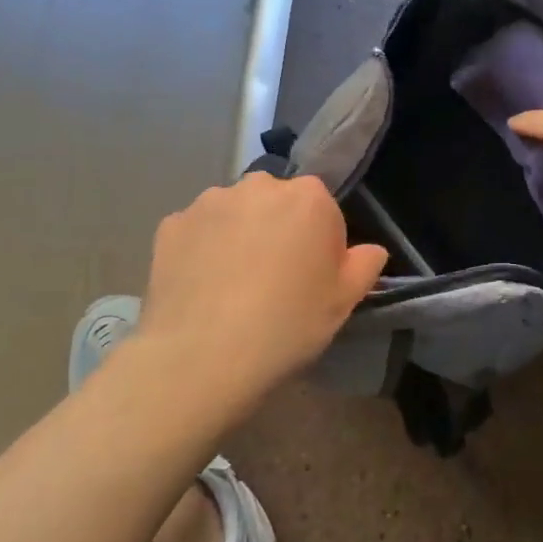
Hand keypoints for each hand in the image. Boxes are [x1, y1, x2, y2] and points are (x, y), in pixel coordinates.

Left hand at [137, 173, 387, 415]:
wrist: (201, 355)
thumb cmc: (287, 325)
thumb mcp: (344, 302)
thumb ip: (365, 265)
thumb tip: (370, 251)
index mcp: (308, 197)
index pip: (324, 208)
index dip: (321, 242)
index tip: (313, 276)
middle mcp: (259, 186)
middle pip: (277, 203)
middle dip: (279, 230)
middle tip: (274, 279)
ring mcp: (209, 201)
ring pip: (235, 213)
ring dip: (239, 235)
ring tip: (233, 285)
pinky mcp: (171, 224)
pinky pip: (198, 231)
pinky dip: (202, 249)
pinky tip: (203, 287)